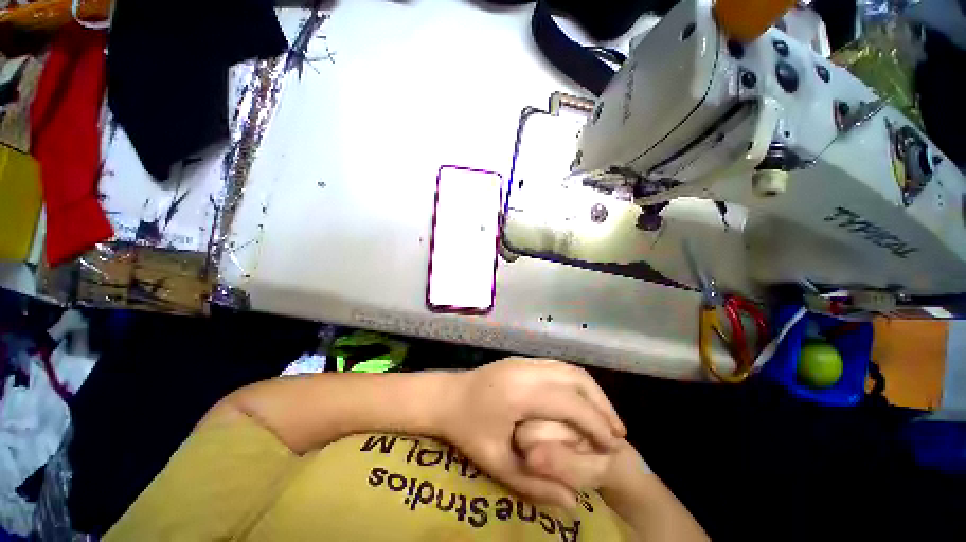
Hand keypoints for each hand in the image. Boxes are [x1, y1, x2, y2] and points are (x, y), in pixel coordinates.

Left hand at [437, 357, 624, 507]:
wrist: (445, 396)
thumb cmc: (466, 429)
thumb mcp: (495, 463)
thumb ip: (534, 485)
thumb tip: (573, 501)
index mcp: (521, 392)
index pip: (570, 403)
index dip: (596, 424)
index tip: (614, 447)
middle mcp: (527, 369)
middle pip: (576, 378)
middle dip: (602, 405)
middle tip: (617, 433)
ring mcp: (524, 360)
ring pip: (569, 368)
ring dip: (592, 391)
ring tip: (605, 418)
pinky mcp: (523, 360)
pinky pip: (558, 366)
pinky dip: (576, 383)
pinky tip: (581, 401)